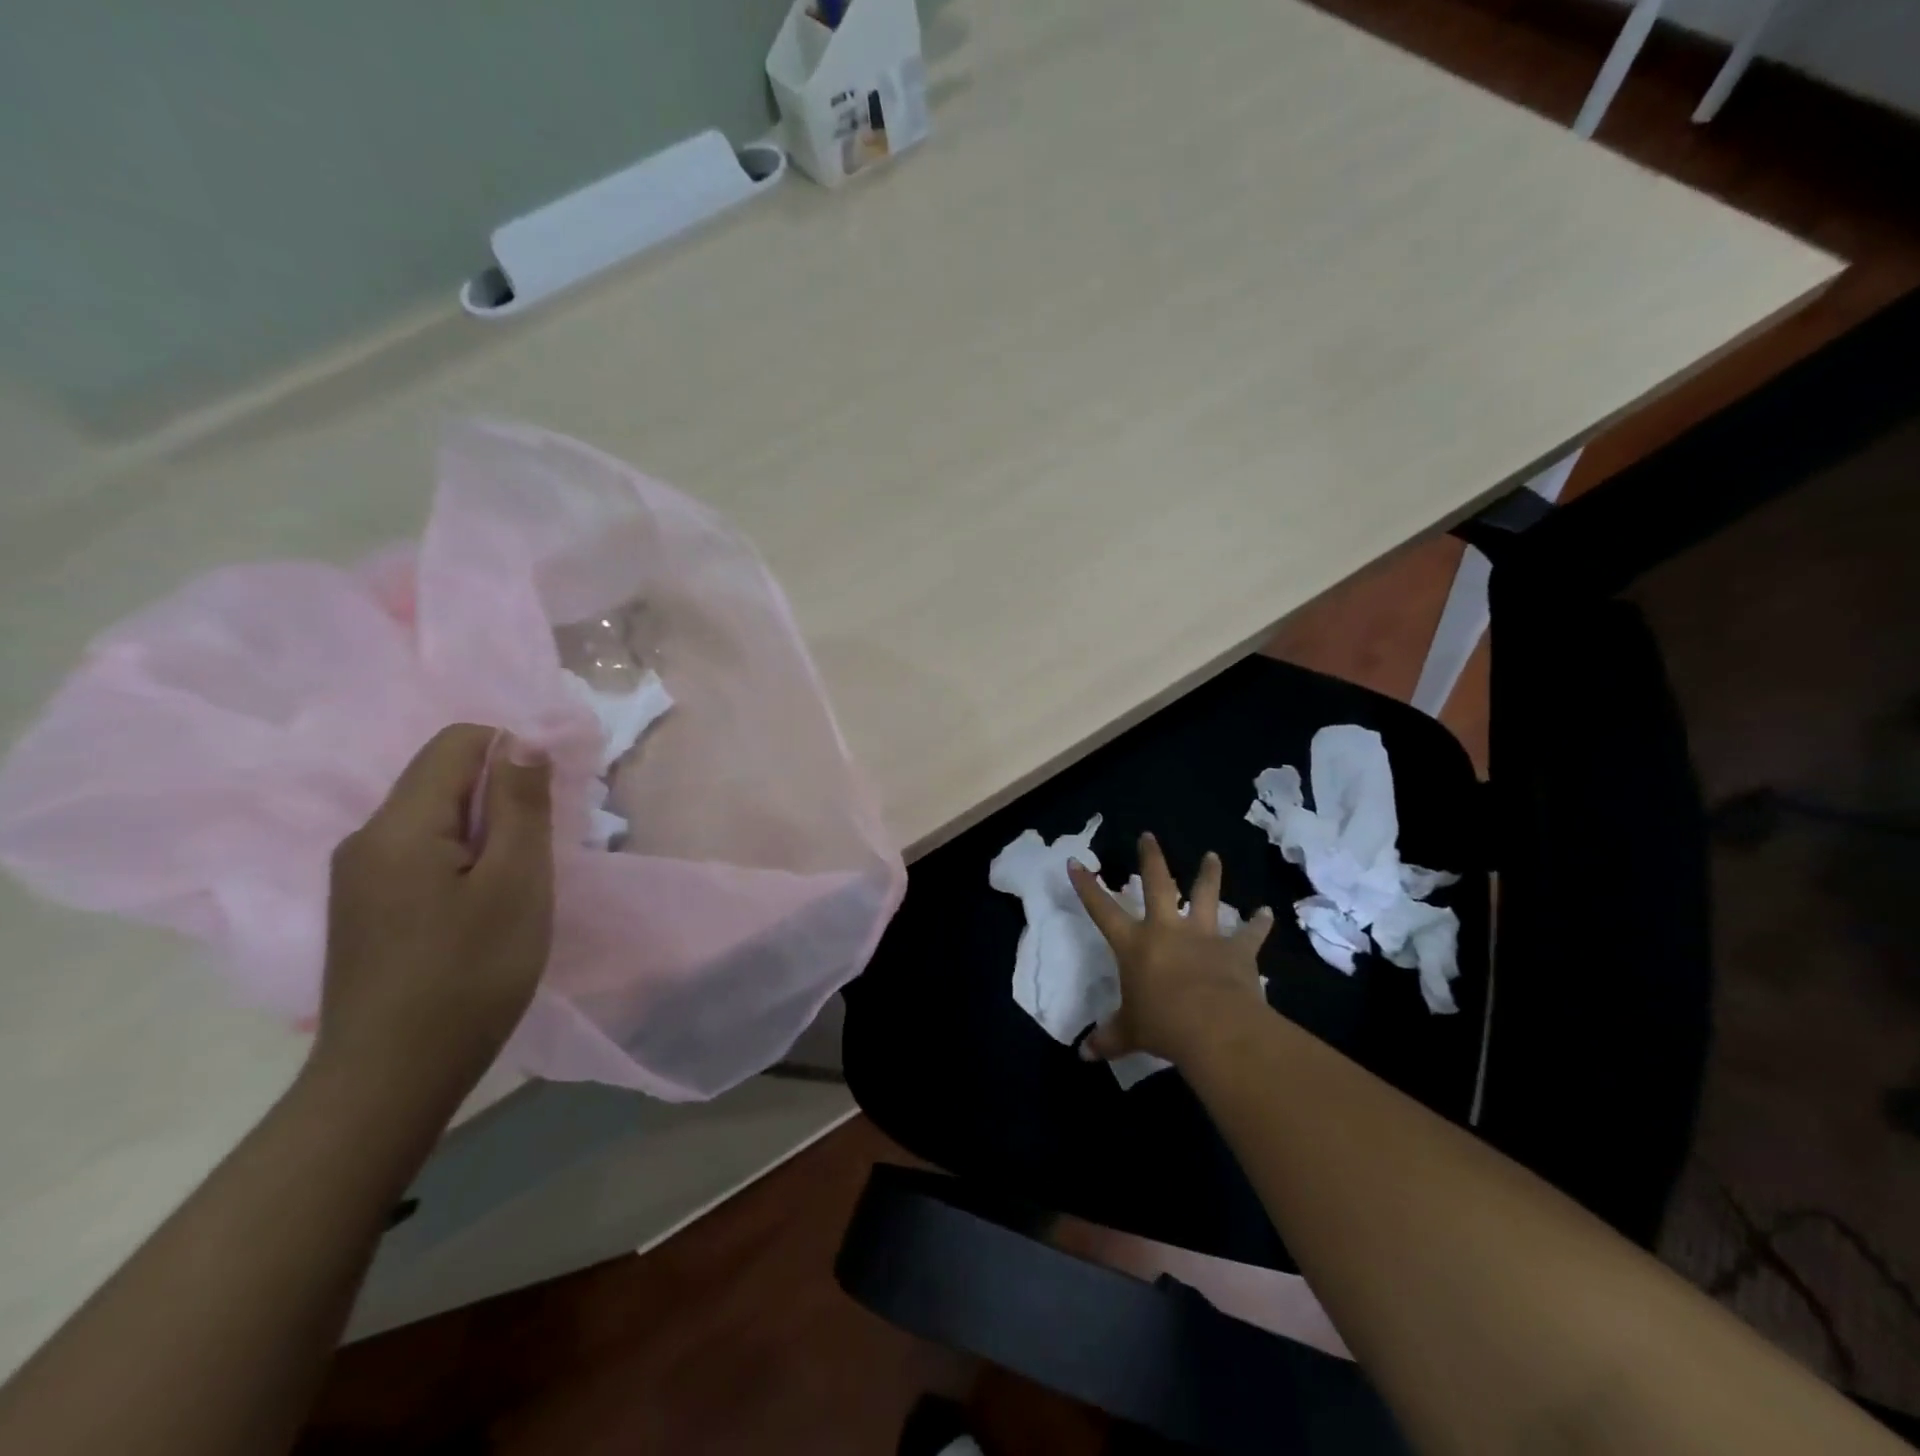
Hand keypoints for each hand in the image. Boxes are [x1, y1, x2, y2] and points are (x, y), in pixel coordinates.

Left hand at [314, 724, 554, 1105]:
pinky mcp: (365, 909)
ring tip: (516, 885)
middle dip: (501, 798)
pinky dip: (463, 861)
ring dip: (486, 832)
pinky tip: (481, 909)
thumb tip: (522, 740)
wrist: (392, 1080)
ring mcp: (358, 877)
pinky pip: (421, 854)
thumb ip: (520, 804)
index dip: (512, 754)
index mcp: (400, 825)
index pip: (457, 743)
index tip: (545, 806)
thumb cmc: (470, 975)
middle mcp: (366, 839)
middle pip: (442, 779)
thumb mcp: (516, 883)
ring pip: (434, 819)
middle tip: (539, 852)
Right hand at [1068, 832, 1273, 1064]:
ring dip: (1209, 875)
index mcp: (1135, 944)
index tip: (1076, 862)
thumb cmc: (1163, 1025)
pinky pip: (1249, 933)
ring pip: (1205, 896)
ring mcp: (1203, 936)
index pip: (1102, 910)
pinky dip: (1259, 923)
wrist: (1214, 1026)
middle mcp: (1167, 930)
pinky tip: (1267, 913)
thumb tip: (1083, 1055)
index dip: (1087, 886)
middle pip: (1158, 883)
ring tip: (1213, 856)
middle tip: (1148, 836)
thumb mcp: (1130, 1033)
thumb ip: (1108, 1038)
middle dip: (1151, 858)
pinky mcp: (1236, 950)